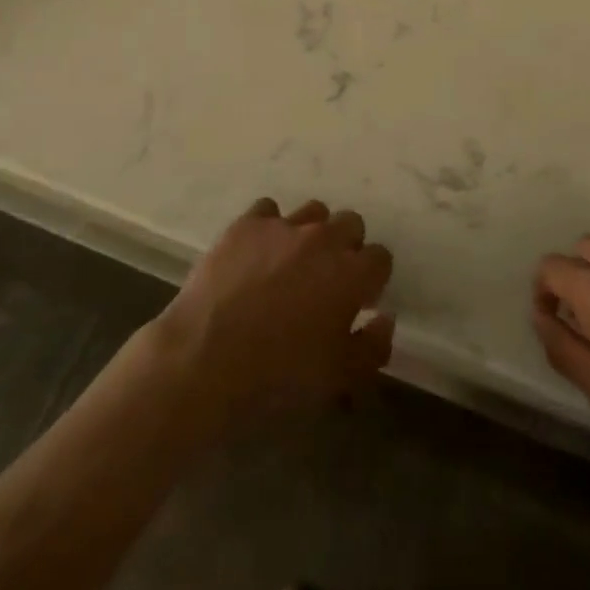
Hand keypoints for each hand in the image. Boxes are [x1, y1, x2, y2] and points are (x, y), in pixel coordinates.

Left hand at [150, 198, 394, 435]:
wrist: (204, 359)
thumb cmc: (278, 377)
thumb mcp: (337, 378)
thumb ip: (372, 347)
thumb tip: (384, 319)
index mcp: (352, 274)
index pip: (380, 258)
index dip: (372, 280)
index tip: (358, 301)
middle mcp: (323, 239)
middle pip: (351, 224)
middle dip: (346, 248)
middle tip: (327, 280)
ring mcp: (283, 226)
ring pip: (313, 211)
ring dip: (312, 232)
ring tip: (292, 262)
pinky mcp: (246, 224)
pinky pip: (268, 210)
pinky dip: (269, 227)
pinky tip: (257, 253)